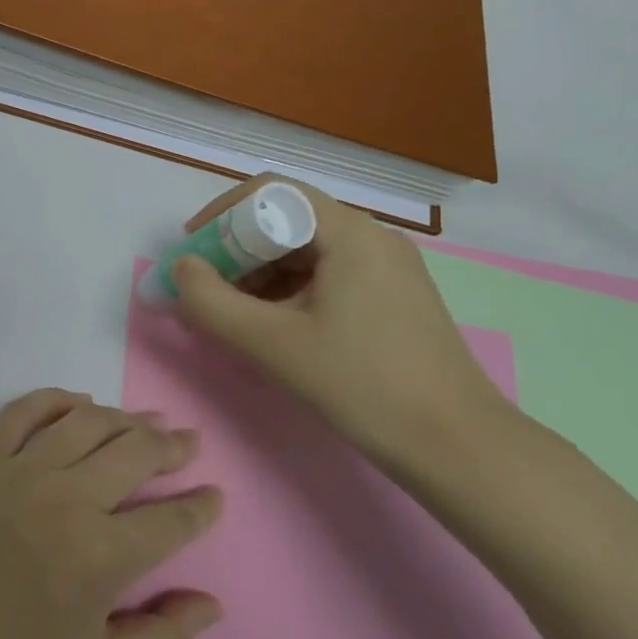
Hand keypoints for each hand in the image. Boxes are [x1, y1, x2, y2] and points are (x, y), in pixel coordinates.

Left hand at [0, 390, 222, 638]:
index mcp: (102, 557)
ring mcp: (19, 471)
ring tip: (146, 422)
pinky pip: (24, 411)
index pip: (171, 519)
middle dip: (171, 446)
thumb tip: (212, 603)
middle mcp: (66, 500)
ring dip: (125, 419)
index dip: (201, 506)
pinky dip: (57, 399)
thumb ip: (163, 637)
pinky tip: (79, 404)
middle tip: (187, 442)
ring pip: (87, 423)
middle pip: (136, 453)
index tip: (214, 495)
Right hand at [171, 177, 519, 479]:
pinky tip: (272, 326)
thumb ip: (212, 302)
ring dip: (260, 273)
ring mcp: (388, 268)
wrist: (456, 446)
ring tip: (233, 314)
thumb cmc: (362, 384)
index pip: (272, 193)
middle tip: (206, 289)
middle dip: (237, 250)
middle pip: (288, 221)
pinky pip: (328, 275)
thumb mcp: (272, 344)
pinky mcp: (393, 297)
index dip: (222, 215)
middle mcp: (372, 237)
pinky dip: (289, 291)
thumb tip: (181, 269)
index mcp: (350, 233)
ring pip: (307, 251)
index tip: (192, 252)